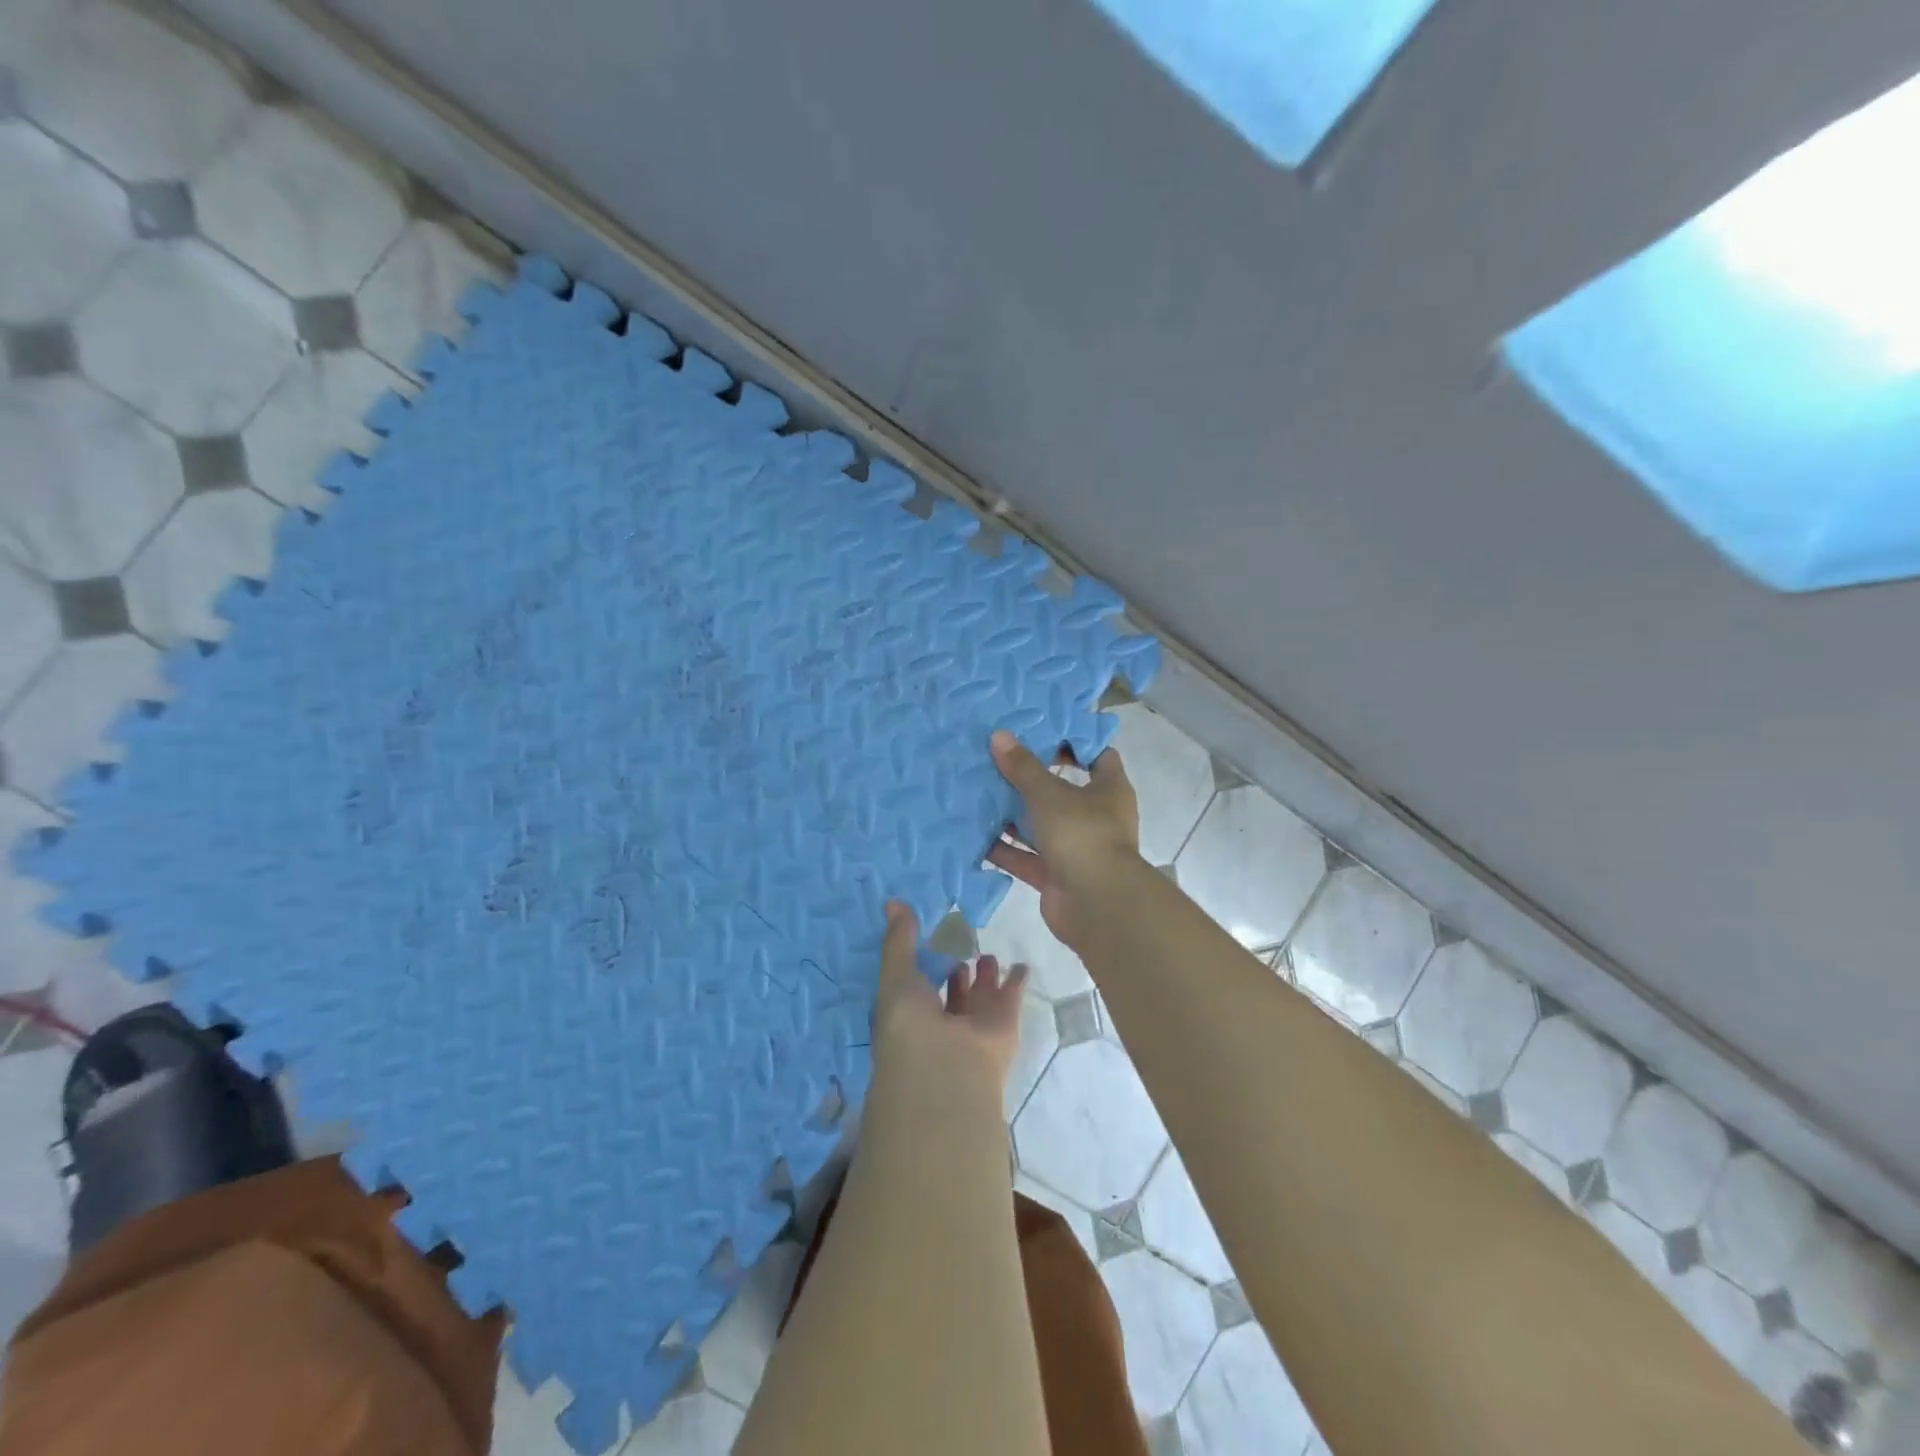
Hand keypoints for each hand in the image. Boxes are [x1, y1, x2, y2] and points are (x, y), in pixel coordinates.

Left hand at [873, 902, 1028, 1092]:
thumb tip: (892, 901)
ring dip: (984, 976)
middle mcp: (942, 1022)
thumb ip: (900, 940)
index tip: (928, 937)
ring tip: (986, 956)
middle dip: (955, 970)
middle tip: (960, 945)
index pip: (916, 985)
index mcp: (910, 1013)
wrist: (948, 1068)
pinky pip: (1011, 995)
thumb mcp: (897, 975)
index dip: (921, 964)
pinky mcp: (1003, 1024)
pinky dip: (1016, 981)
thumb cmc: (910, 1023)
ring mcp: (974, 1025)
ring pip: (981, 995)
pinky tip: (1021, 965)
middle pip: (952, 991)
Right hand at [986, 730, 1139, 947]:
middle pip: (1062, 790)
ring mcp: (1075, 847)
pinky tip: (975, 835)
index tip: (1041, 732)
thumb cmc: (1082, 835)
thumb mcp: (1050, 794)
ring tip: (979, 793)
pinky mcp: (1056, 874)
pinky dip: (1004, 849)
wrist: (1097, 905)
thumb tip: (1000, 736)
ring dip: (1013, 814)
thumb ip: (1023, 768)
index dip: (1073, 742)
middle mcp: (1095, 817)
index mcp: (1109, 790)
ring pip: (1041, 825)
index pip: (1097, 755)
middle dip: (1031, 779)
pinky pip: (1026, 857)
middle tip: (998, 760)